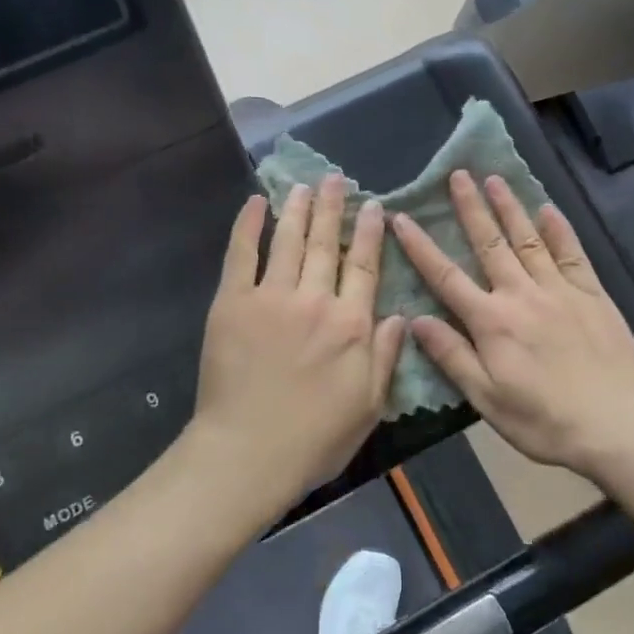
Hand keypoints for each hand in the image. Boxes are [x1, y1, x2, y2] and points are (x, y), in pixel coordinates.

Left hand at [192, 176, 406, 507]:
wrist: (248, 453)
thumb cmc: (314, 438)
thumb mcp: (368, 406)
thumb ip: (385, 356)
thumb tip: (401, 315)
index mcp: (351, 325)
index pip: (364, 267)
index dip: (370, 234)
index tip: (373, 206)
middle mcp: (315, 301)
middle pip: (327, 244)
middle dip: (333, 208)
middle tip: (336, 179)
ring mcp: (271, 298)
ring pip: (289, 242)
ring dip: (298, 210)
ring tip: (304, 185)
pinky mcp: (232, 303)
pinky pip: (241, 255)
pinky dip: (248, 226)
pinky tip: (256, 204)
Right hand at [392, 172, 633, 476]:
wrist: (618, 426)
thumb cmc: (544, 420)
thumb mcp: (486, 398)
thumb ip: (451, 356)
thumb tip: (416, 320)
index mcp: (491, 321)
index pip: (446, 276)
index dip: (421, 246)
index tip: (402, 217)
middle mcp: (522, 295)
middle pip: (490, 244)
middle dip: (470, 208)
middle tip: (458, 174)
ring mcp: (560, 290)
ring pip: (529, 239)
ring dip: (510, 207)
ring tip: (494, 179)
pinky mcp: (593, 295)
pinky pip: (572, 254)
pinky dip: (559, 230)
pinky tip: (549, 210)